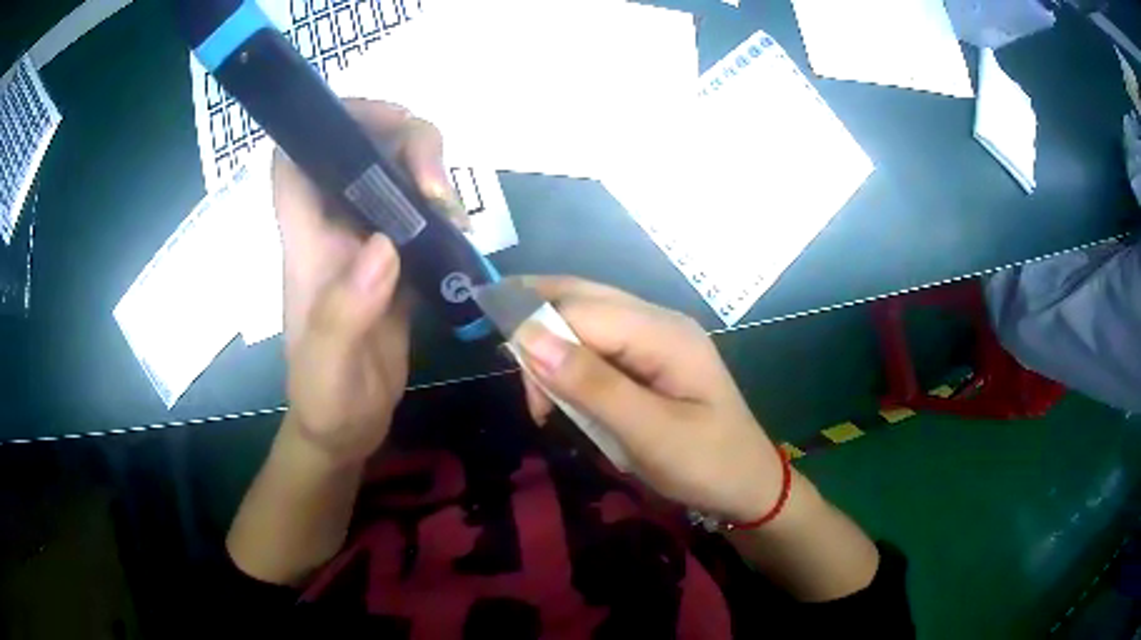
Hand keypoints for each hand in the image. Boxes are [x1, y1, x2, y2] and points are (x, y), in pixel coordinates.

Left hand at [274, 99, 465, 463]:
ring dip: (429, 173)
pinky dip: (443, 210)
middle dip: (403, 141)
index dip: (327, 124)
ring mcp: (365, 244)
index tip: (382, 123)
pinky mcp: (394, 261)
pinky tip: (463, 233)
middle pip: (358, 150)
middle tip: (438, 182)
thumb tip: (385, 246)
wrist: (344, 428)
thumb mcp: (330, 369)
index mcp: (307, 244)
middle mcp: (333, 231)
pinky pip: (418, 212)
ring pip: (394, 174)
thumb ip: (345, 314)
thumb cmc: (326, 401)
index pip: (294, 162)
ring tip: (456, 214)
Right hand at [512, 277, 784, 522]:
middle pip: (583, 298)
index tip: (528, 395)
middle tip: (508, 366)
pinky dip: (569, 361)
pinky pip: (598, 342)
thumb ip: (591, 385)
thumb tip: (527, 337)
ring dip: (551, 345)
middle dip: (537, 323)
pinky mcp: (650, 358)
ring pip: (586, 317)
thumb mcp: (650, 433)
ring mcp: (656, 338)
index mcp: (665, 333)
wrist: (748, 487)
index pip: (583, 310)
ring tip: (538, 394)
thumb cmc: (706, 465)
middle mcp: (659, 321)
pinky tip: (560, 387)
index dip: (540, 335)